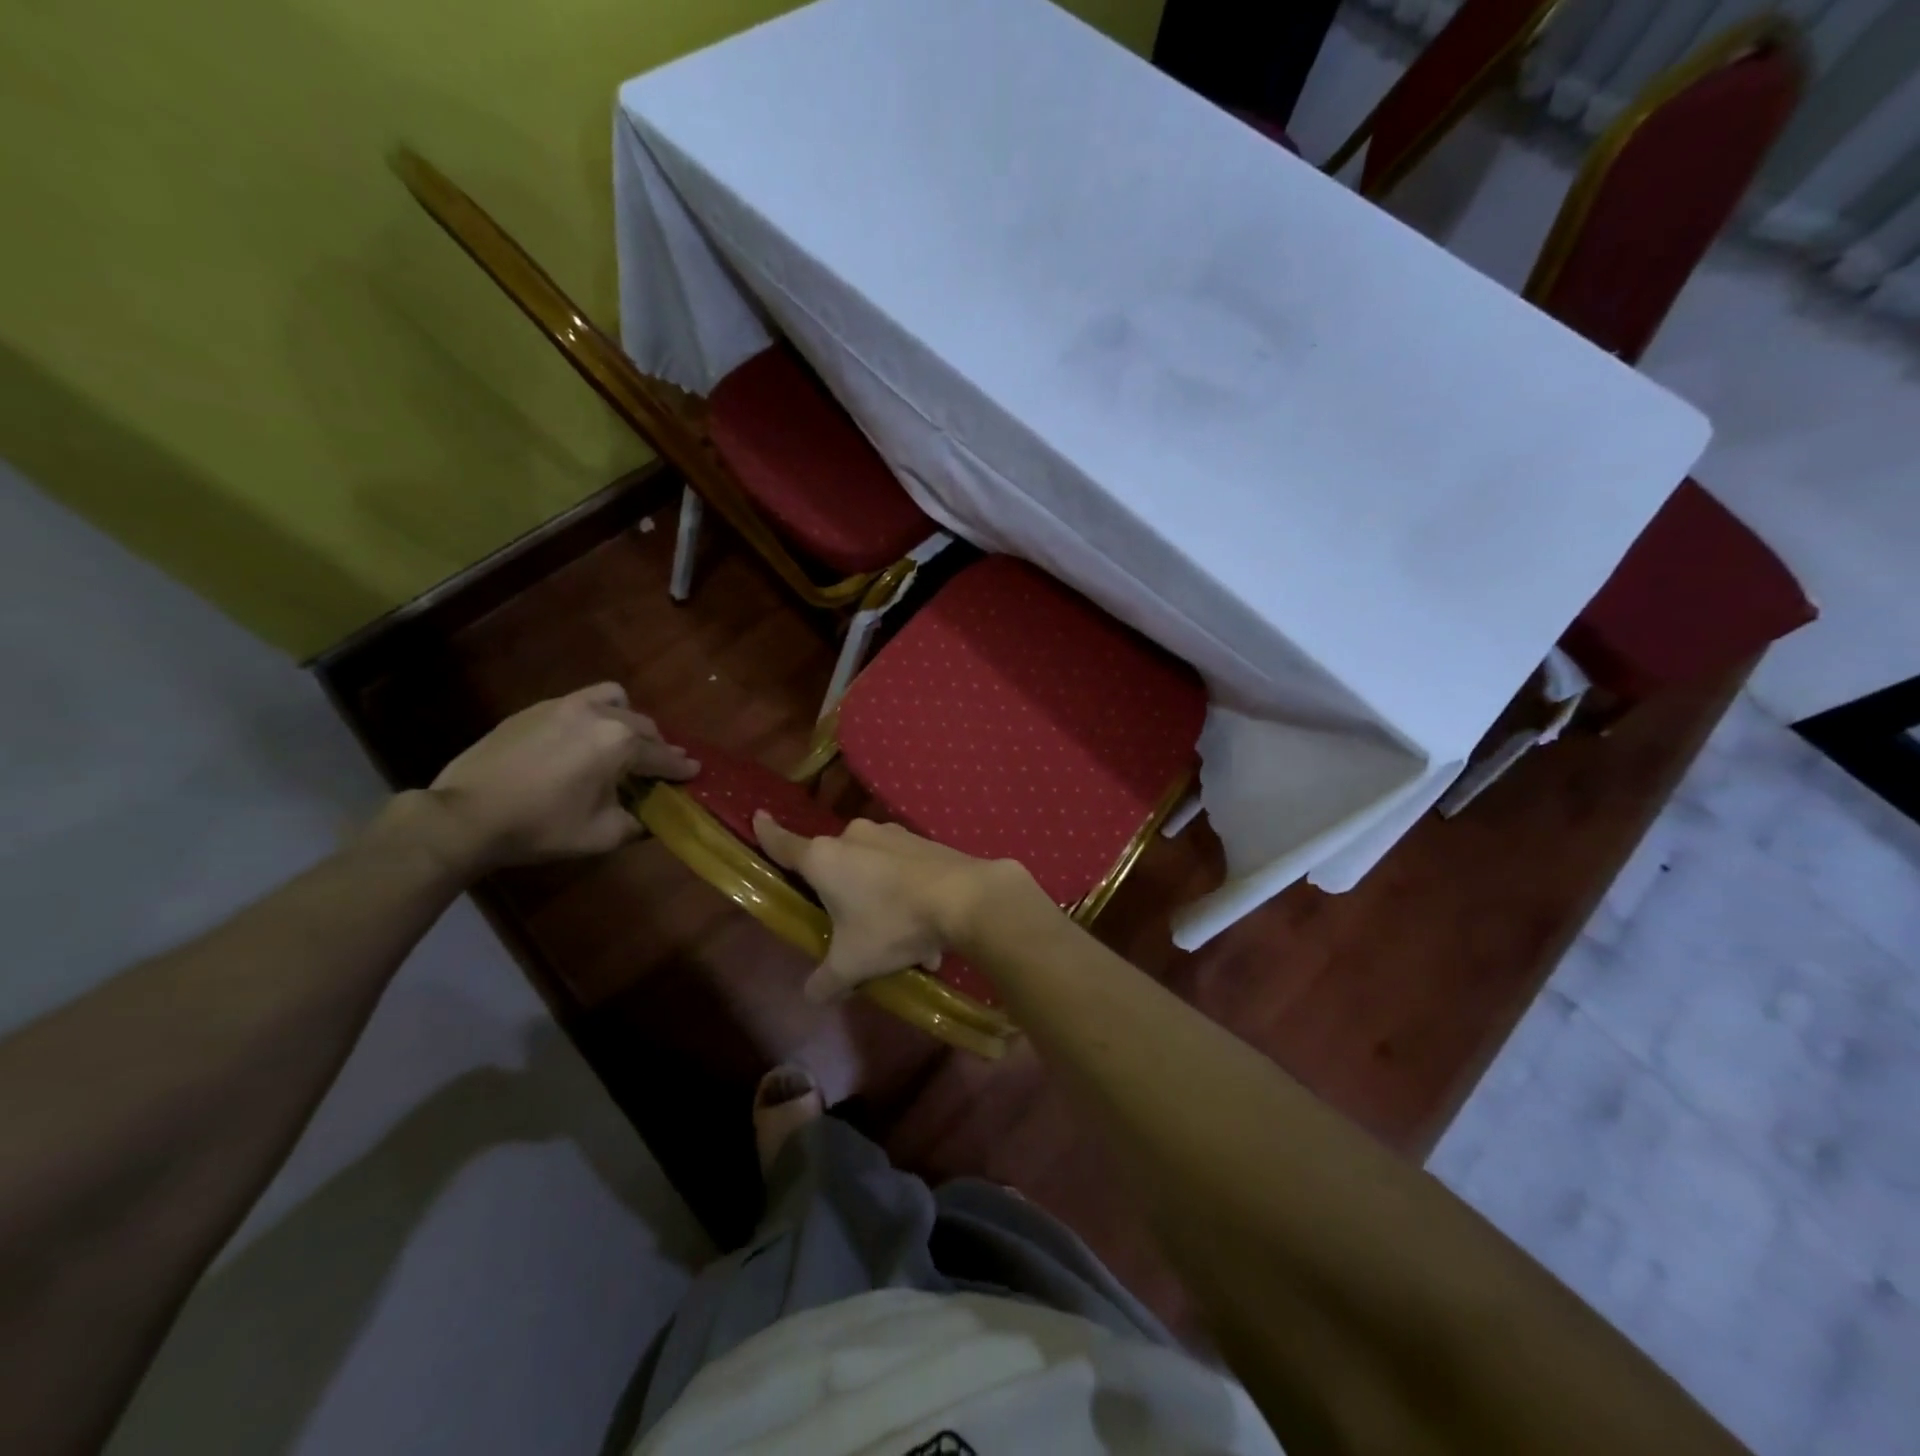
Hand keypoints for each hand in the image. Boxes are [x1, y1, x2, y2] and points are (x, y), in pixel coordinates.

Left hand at [417, 683, 697, 874]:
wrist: (466, 816)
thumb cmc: (541, 827)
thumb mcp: (601, 835)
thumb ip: (637, 824)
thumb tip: (651, 818)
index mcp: (620, 743)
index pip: (663, 756)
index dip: (681, 768)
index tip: (695, 772)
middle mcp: (599, 714)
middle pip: (644, 725)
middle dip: (657, 746)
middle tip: (658, 767)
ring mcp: (564, 706)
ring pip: (614, 700)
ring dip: (627, 720)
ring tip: (621, 742)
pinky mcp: (536, 709)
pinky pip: (580, 702)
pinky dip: (594, 716)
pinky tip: (581, 741)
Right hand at [753, 813, 1037, 1002]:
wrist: (965, 898)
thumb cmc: (893, 923)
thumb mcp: (853, 962)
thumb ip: (826, 980)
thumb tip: (811, 996)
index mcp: (825, 858)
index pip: (784, 844)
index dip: (768, 833)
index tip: (758, 817)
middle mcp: (854, 837)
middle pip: (835, 864)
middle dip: (841, 894)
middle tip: (854, 929)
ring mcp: (892, 835)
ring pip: (874, 870)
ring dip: (881, 902)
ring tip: (902, 945)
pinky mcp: (923, 841)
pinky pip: (905, 871)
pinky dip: (909, 897)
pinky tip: (930, 937)